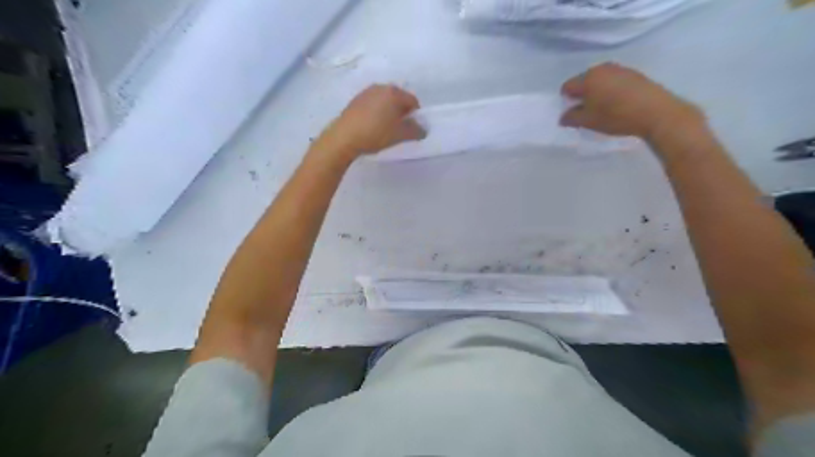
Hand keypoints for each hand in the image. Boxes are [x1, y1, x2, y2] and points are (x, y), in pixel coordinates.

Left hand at [315, 84, 427, 160]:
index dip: (416, 115)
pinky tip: (372, 127)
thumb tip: (423, 129)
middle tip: (400, 129)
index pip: (413, 101)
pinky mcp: (355, 101)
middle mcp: (380, 87)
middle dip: (402, 113)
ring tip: (386, 129)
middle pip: (398, 99)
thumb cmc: (376, 134)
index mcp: (394, 92)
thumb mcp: (400, 135)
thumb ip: (415, 131)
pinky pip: (372, 104)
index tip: (412, 129)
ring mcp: (366, 92)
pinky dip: (377, 113)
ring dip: (389, 112)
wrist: (344, 137)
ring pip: (384, 101)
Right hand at [561, 63, 699, 141]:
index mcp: (588, 78)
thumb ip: (571, 118)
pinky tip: (617, 104)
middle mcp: (602, 68)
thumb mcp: (588, 121)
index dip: (566, 100)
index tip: (572, 113)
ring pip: (599, 80)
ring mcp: (620, 69)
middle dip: (581, 94)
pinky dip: (610, 90)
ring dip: (596, 92)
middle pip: (583, 81)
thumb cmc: (616, 116)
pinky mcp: (634, 74)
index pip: (567, 86)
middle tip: (586, 111)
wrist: (656, 112)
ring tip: (602, 109)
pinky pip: (614, 81)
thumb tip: (563, 116)